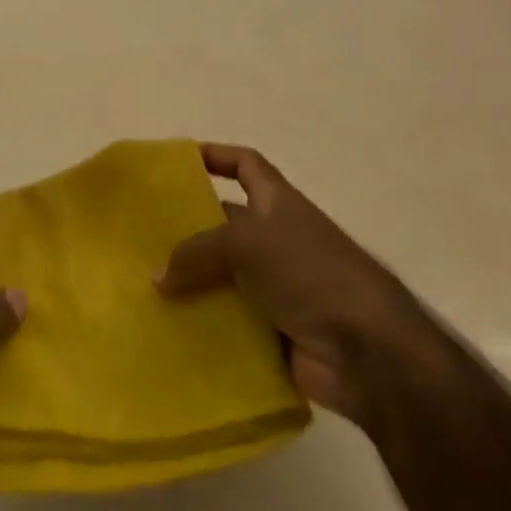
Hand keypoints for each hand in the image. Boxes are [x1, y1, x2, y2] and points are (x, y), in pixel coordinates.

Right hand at [155, 143, 435, 427]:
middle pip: (223, 224)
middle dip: (186, 229)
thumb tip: (157, 277)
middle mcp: (277, 240)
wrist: (370, 354)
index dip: (215, 156)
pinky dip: (202, 325)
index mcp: (278, 204)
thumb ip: (197, 252)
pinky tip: (166, 329)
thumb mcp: (247, 243)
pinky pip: (227, 322)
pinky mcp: (272, 332)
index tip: (177, 163)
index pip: (245, 164)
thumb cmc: (311, 273)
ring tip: (142, 286)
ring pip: (220, 277)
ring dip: (188, 283)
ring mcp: (276, 288)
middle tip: (140, 237)